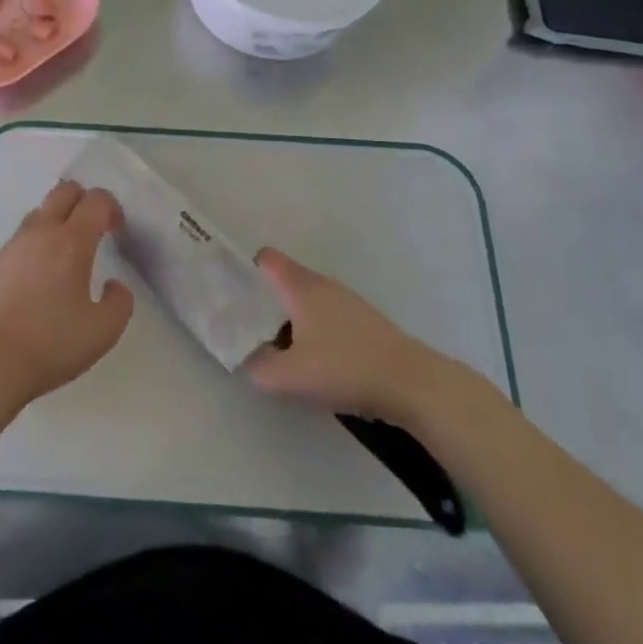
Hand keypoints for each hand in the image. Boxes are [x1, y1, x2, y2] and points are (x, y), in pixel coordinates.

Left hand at [0, 180, 133, 410]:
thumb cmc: (51, 344)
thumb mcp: (103, 331)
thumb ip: (120, 302)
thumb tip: (113, 285)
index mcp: (71, 242)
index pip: (96, 200)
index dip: (112, 208)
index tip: (116, 232)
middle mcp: (40, 233)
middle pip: (63, 191)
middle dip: (83, 201)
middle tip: (92, 231)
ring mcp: (11, 246)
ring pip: (38, 213)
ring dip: (56, 222)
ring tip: (63, 257)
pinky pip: (19, 241)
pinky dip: (34, 247)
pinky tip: (35, 281)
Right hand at [244, 247, 471, 423]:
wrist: (412, 384)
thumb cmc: (345, 368)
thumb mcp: (291, 376)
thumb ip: (259, 367)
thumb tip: (245, 359)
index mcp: (301, 286)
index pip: (266, 259)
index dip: (245, 269)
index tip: (230, 292)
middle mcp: (322, 284)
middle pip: (284, 279)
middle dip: (263, 298)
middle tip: (245, 325)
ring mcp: (346, 301)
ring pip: (305, 298)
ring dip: (288, 316)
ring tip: (275, 346)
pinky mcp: (363, 322)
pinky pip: (325, 314)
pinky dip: (311, 328)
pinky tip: (312, 358)